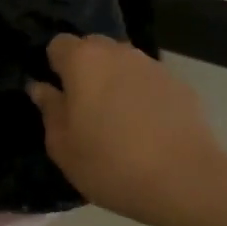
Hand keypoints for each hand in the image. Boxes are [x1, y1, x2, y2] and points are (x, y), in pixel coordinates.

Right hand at [28, 34, 226, 225]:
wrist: (185, 181)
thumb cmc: (111, 164)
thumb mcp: (63, 147)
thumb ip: (49, 110)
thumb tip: (41, 88)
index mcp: (83, 61)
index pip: (58, 44)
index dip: (55, 67)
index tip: (58, 96)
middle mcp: (118, 52)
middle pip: (92, 48)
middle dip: (85, 70)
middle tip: (84, 109)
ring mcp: (152, 65)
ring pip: (123, 63)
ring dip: (115, 81)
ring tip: (118, 120)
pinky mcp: (180, 84)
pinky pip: (149, 82)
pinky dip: (142, 95)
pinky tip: (147, 128)